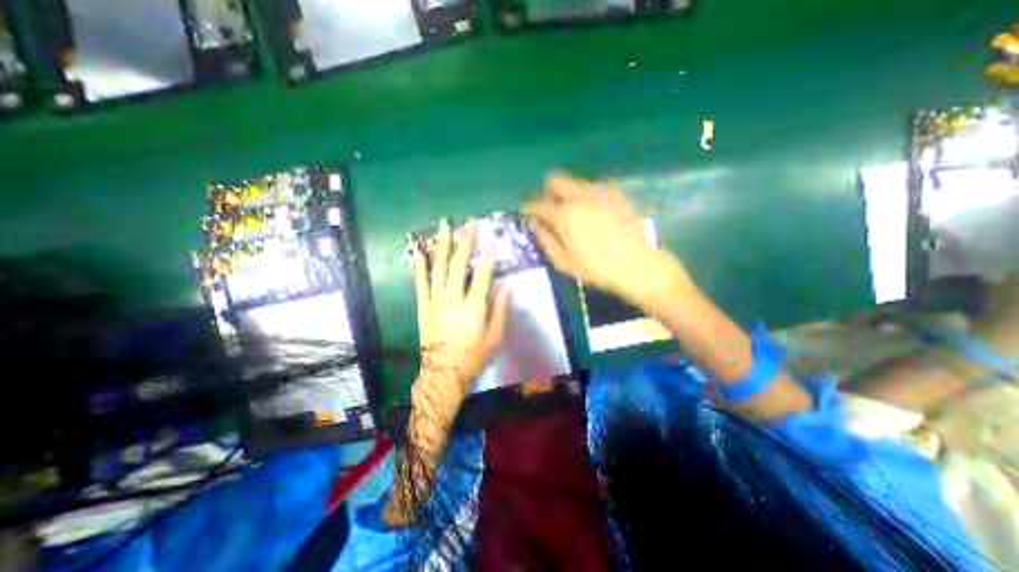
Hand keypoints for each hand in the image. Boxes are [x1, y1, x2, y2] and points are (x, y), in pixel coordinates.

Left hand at [411, 219, 509, 414]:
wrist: (442, 372)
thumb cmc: (473, 355)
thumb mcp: (495, 335)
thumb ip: (500, 308)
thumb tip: (507, 284)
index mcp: (474, 306)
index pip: (483, 274)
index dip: (489, 256)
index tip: (492, 238)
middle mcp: (453, 298)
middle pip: (459, 264)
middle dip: (465, 241)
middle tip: (468, 223)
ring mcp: (435, 300)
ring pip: (439, 267)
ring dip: (442, 245)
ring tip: (444, 226)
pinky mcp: (423, 305)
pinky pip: (420, 282)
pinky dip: (419, 266)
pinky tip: (419, 252)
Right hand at [521, 174, 686, 303]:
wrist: (639, 266)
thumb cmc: (597, 269)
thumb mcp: (564, 261)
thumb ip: (545, 240)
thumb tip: (534, 223)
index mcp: (563, 213)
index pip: (537, 204)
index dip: (528, 208)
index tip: (525, 214)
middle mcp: (579, 196)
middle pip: (555, 180)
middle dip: (547, 193)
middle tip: (549, 210)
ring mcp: (600, 192)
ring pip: (575, 181)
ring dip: (566, 192)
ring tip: (571, 212)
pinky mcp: (617, 194)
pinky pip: (594, 186)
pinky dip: (585, 194)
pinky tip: (591, 211)